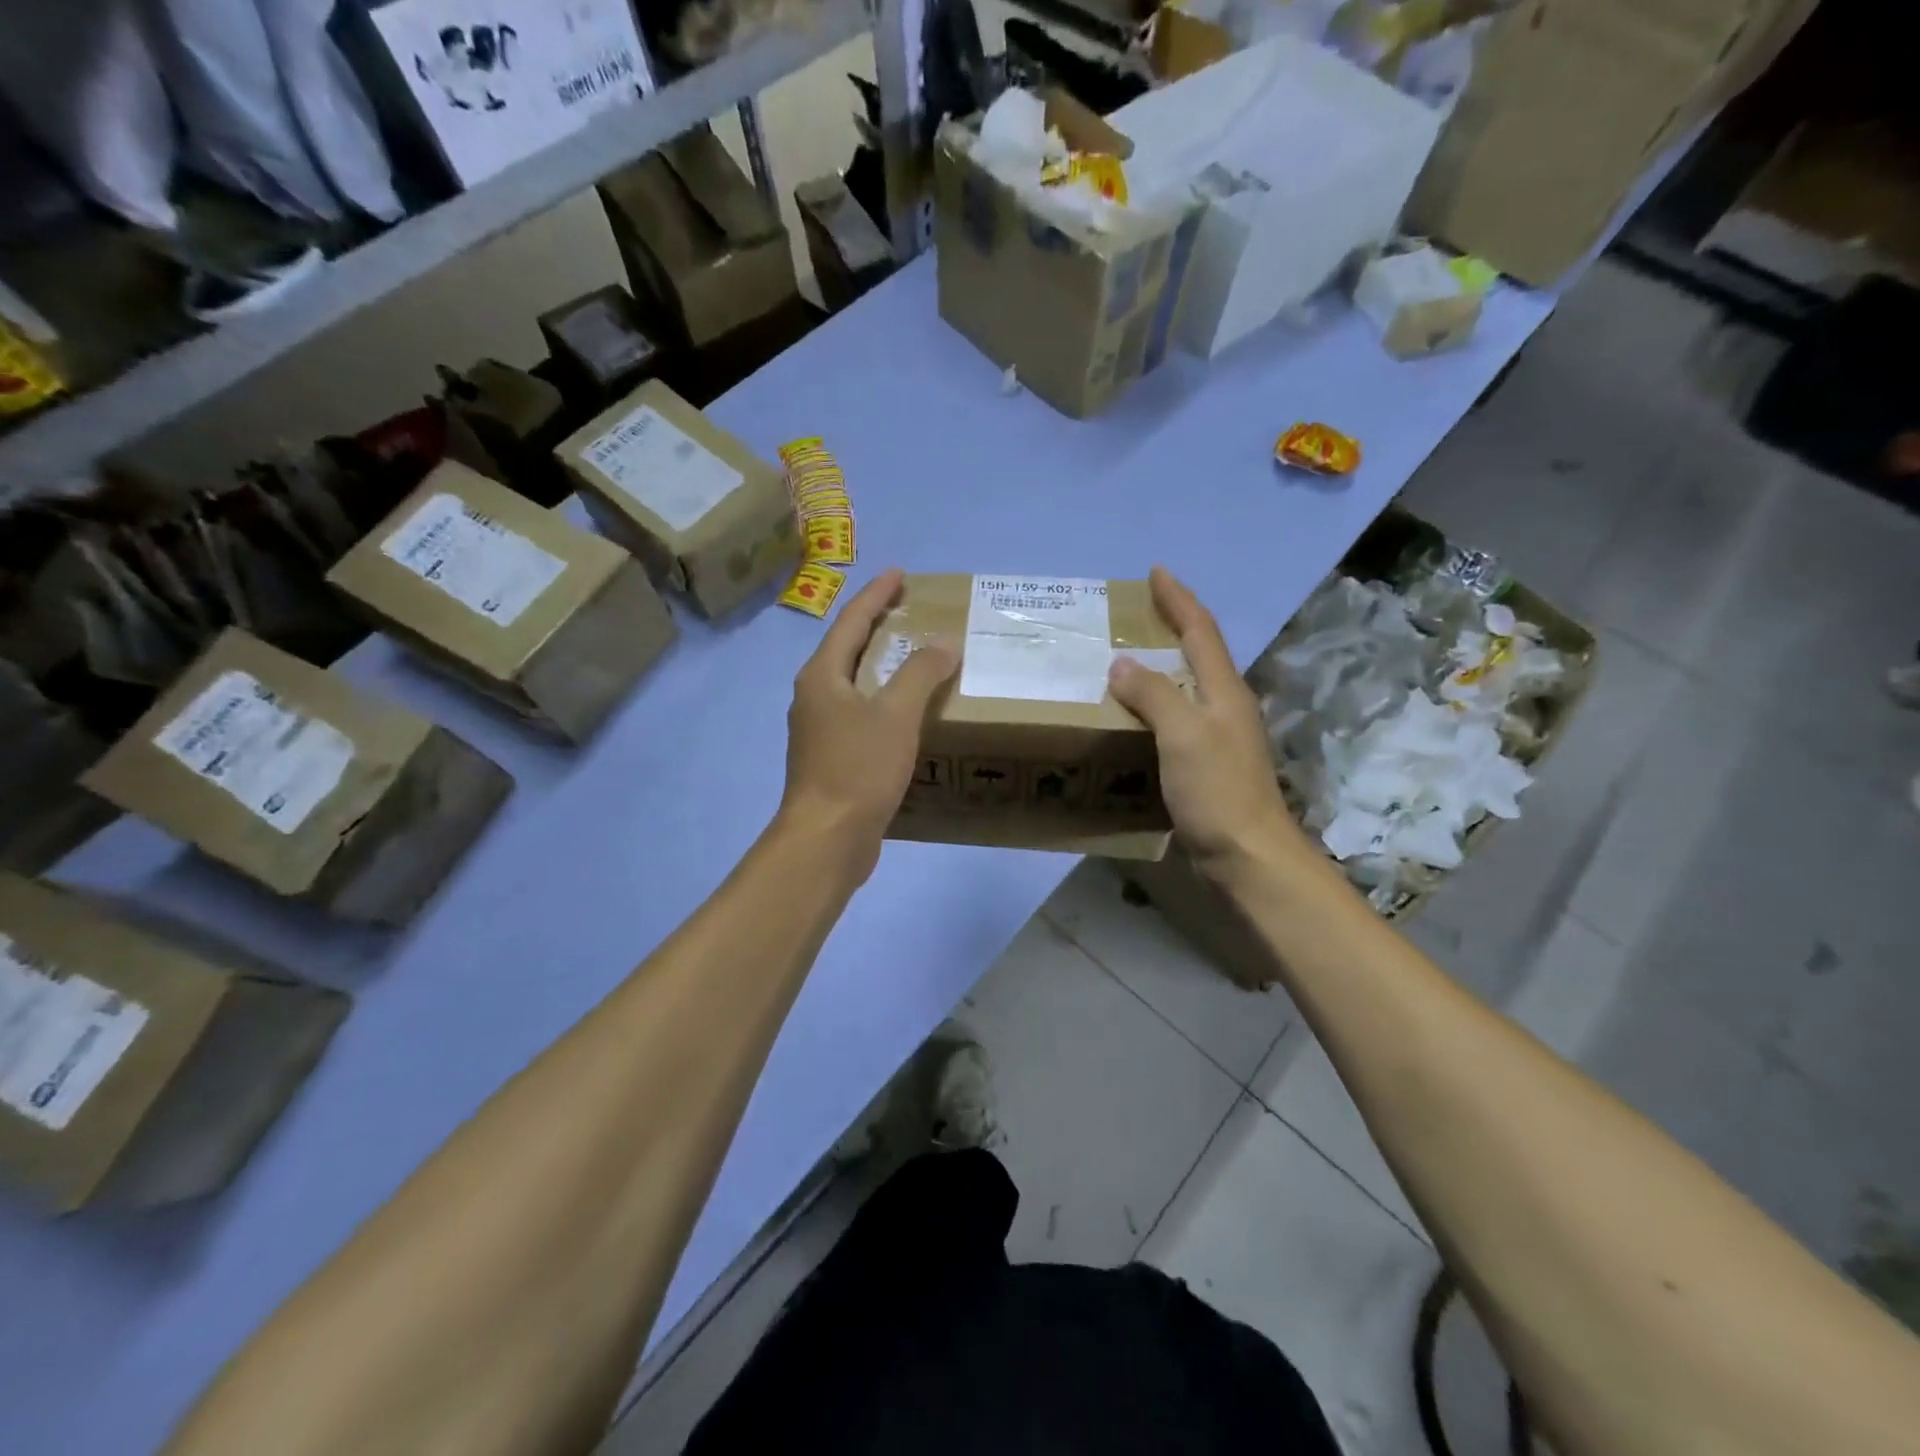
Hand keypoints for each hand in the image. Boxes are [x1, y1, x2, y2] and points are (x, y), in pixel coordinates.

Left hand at [780, 567, 957, 874]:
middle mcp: (815, 697)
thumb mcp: (896, 715)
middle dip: (879, 627)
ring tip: (916, 657)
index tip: (899, 574)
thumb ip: (921, 674)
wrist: (827, 839)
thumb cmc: (858, 768)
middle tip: (911, 611)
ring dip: (883, 667)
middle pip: (849, 649)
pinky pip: (862, 715)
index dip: (876, 595)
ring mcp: (820, 730)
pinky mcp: (832, 759)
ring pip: (855, 685)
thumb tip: (944, 644)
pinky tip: (908, 713)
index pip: (851, 621)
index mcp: (823, 676)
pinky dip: (885, 702)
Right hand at [1108, 567, 1302, 870]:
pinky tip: (1131, 716)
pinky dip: (1153, 706)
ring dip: (1158, 667)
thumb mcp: (1182, 734)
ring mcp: (1218, 737)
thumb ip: (1153, 694)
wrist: (1247, 857)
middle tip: (1131, 615)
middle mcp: (1225, 707)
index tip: (1157, 572)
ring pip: (1185, 687)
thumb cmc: (1217, 791)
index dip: (1179, 599)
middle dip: (1169, 626)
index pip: (1200, 630)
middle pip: (1197, 653)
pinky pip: (1175, 720)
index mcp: (1224, 691)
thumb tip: (1122, 664)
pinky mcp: (1206, 765)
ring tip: (1122, 660)